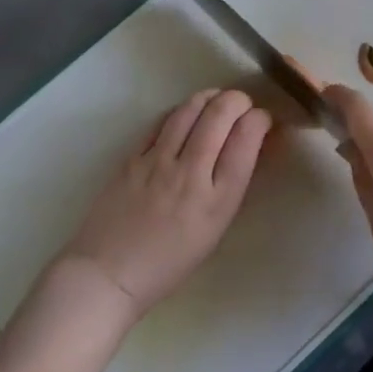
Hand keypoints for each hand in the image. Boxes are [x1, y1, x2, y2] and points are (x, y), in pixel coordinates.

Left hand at [58, 89, 270, 322]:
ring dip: (210, 97)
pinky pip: (162, 121)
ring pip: (190, 109)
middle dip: (238, 100)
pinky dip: (181, 110)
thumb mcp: (215, 228)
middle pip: (220, 115)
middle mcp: (190, 174)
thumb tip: (249, 146)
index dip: (260, 119)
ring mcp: (158, 162)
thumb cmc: (170, 261)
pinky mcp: (132, 157)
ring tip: (217, 99)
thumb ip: (232, 185)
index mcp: (218, 200)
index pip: (247, 139)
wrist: (110, 274)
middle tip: (242, 105)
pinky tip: (187, 113)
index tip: (262, 120)